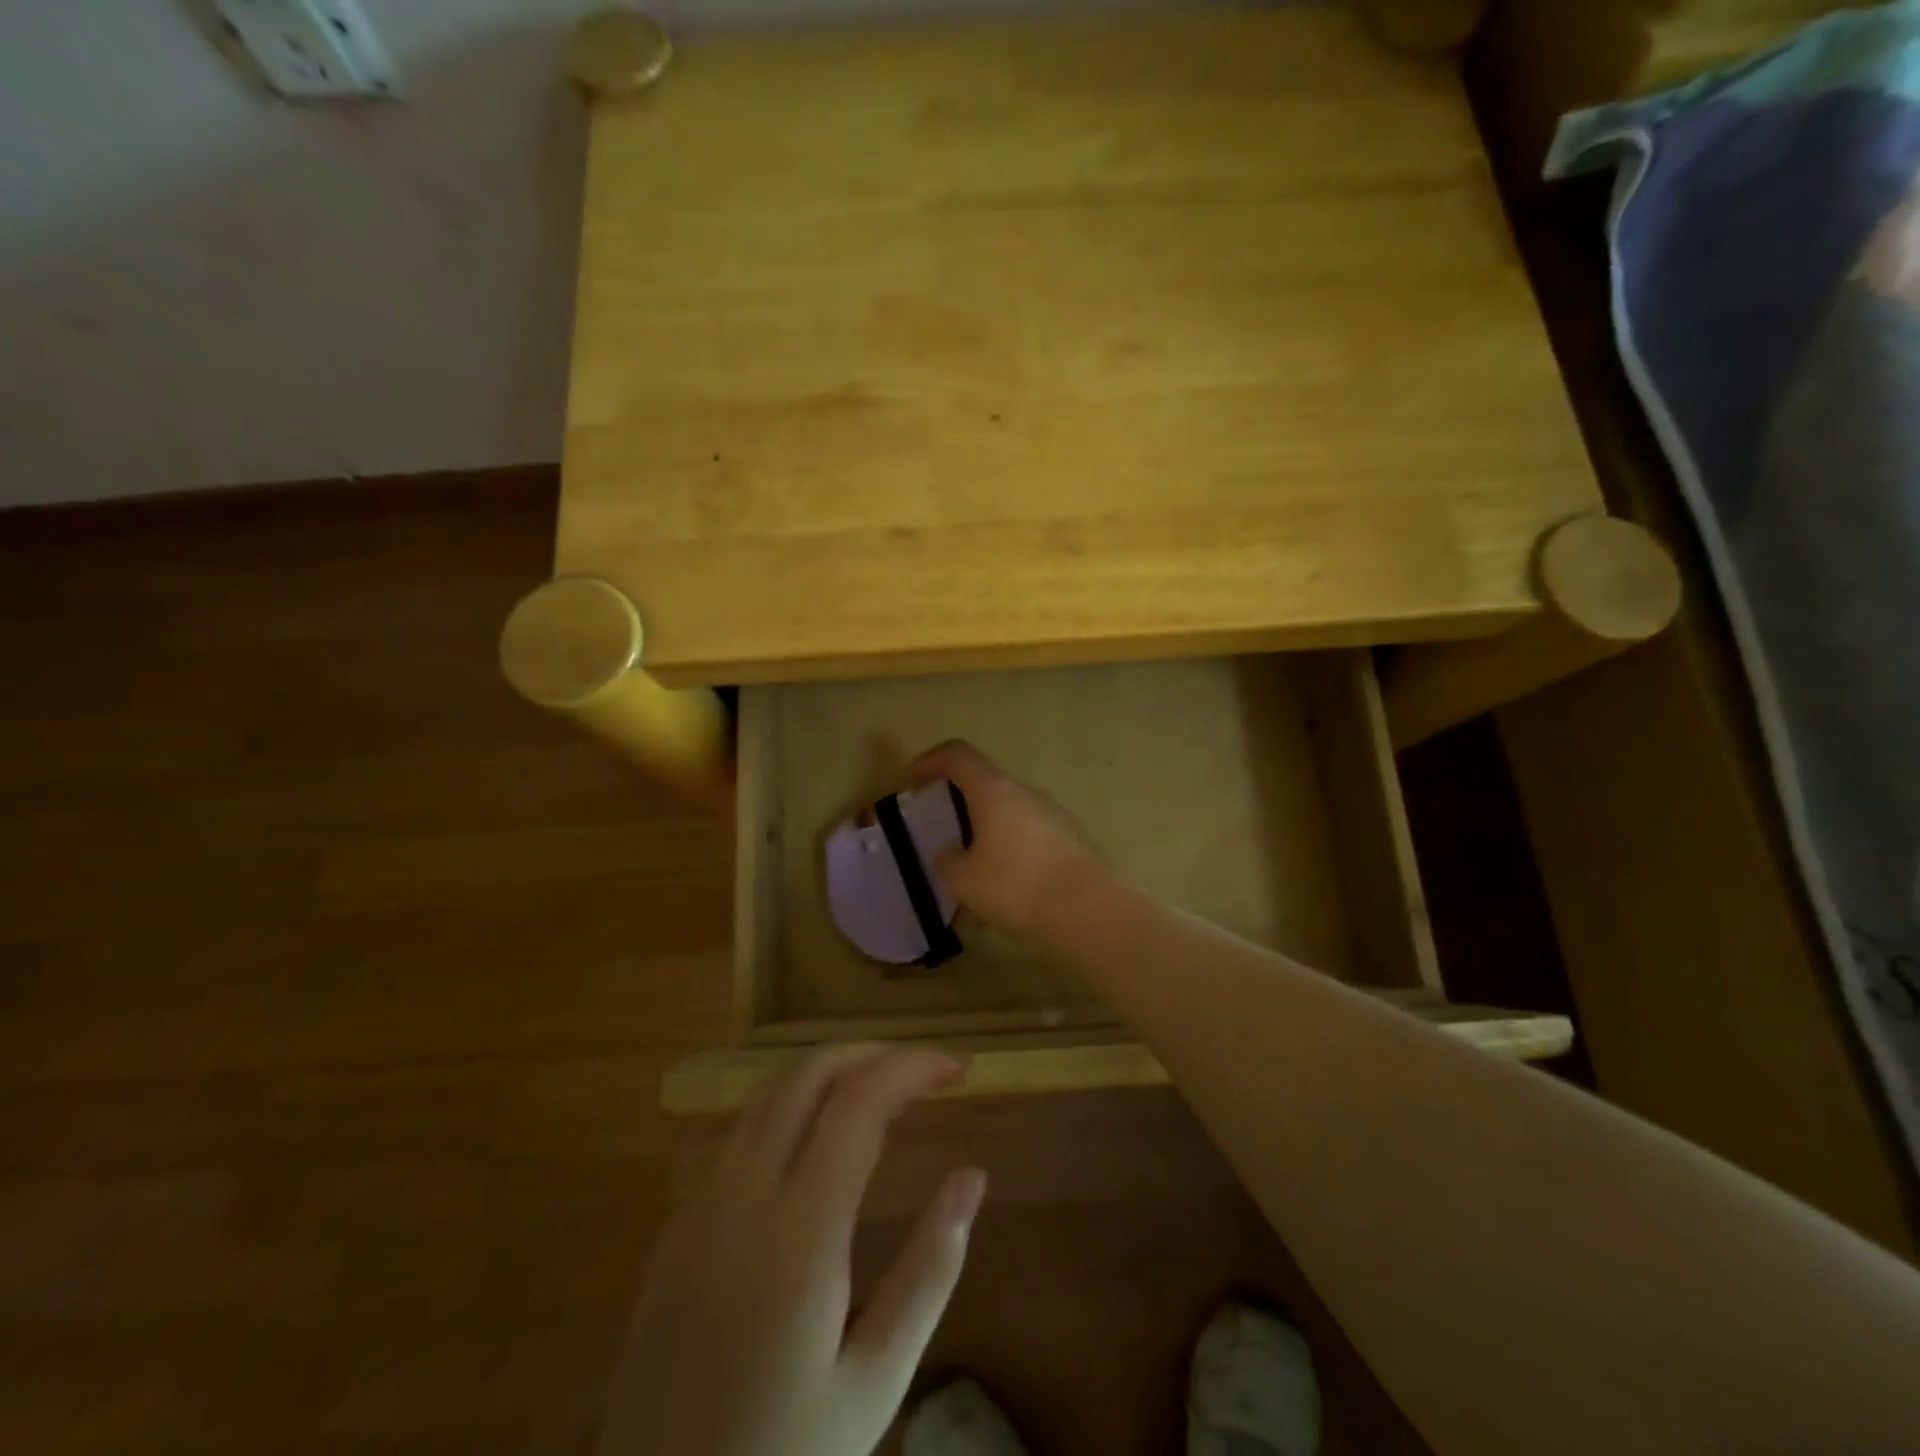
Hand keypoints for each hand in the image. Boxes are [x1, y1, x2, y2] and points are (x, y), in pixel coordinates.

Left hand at [597, 1045, 985, 1455]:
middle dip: (874, 1054)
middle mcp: (743, 1192)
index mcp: (800, 1228)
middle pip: (811, 1072)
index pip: (861, 1100)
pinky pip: (742, 1129)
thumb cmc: (785, 1452)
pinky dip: (792, 1104)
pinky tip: (820, 1138)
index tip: (958, 1069)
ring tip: (882, 1090)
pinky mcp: (678, 1221)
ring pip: (770, 1090)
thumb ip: (930, 1269)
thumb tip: (972, 1176)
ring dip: (831, 1071)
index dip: (913, 1066)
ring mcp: (701, 1201)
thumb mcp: (876, 1378)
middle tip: (925, 1074)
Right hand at [905, 739, 1107, 941]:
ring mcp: (1051, 815)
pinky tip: (1000, 896)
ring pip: (1006, 817)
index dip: (929, 762)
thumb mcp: (962, 880)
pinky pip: (1027, 839)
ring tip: (969, 877)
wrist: (1088, 910)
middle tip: (940, 833)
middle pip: (984, 785)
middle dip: (957, 806)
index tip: (911, 783)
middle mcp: (1024, 793)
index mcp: (993, 791)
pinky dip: (1007, 856)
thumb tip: (950, 852)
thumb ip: (947, 860)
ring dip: (983, 837)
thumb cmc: (1015, 886)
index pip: (957, 755)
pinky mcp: (1068, 841)